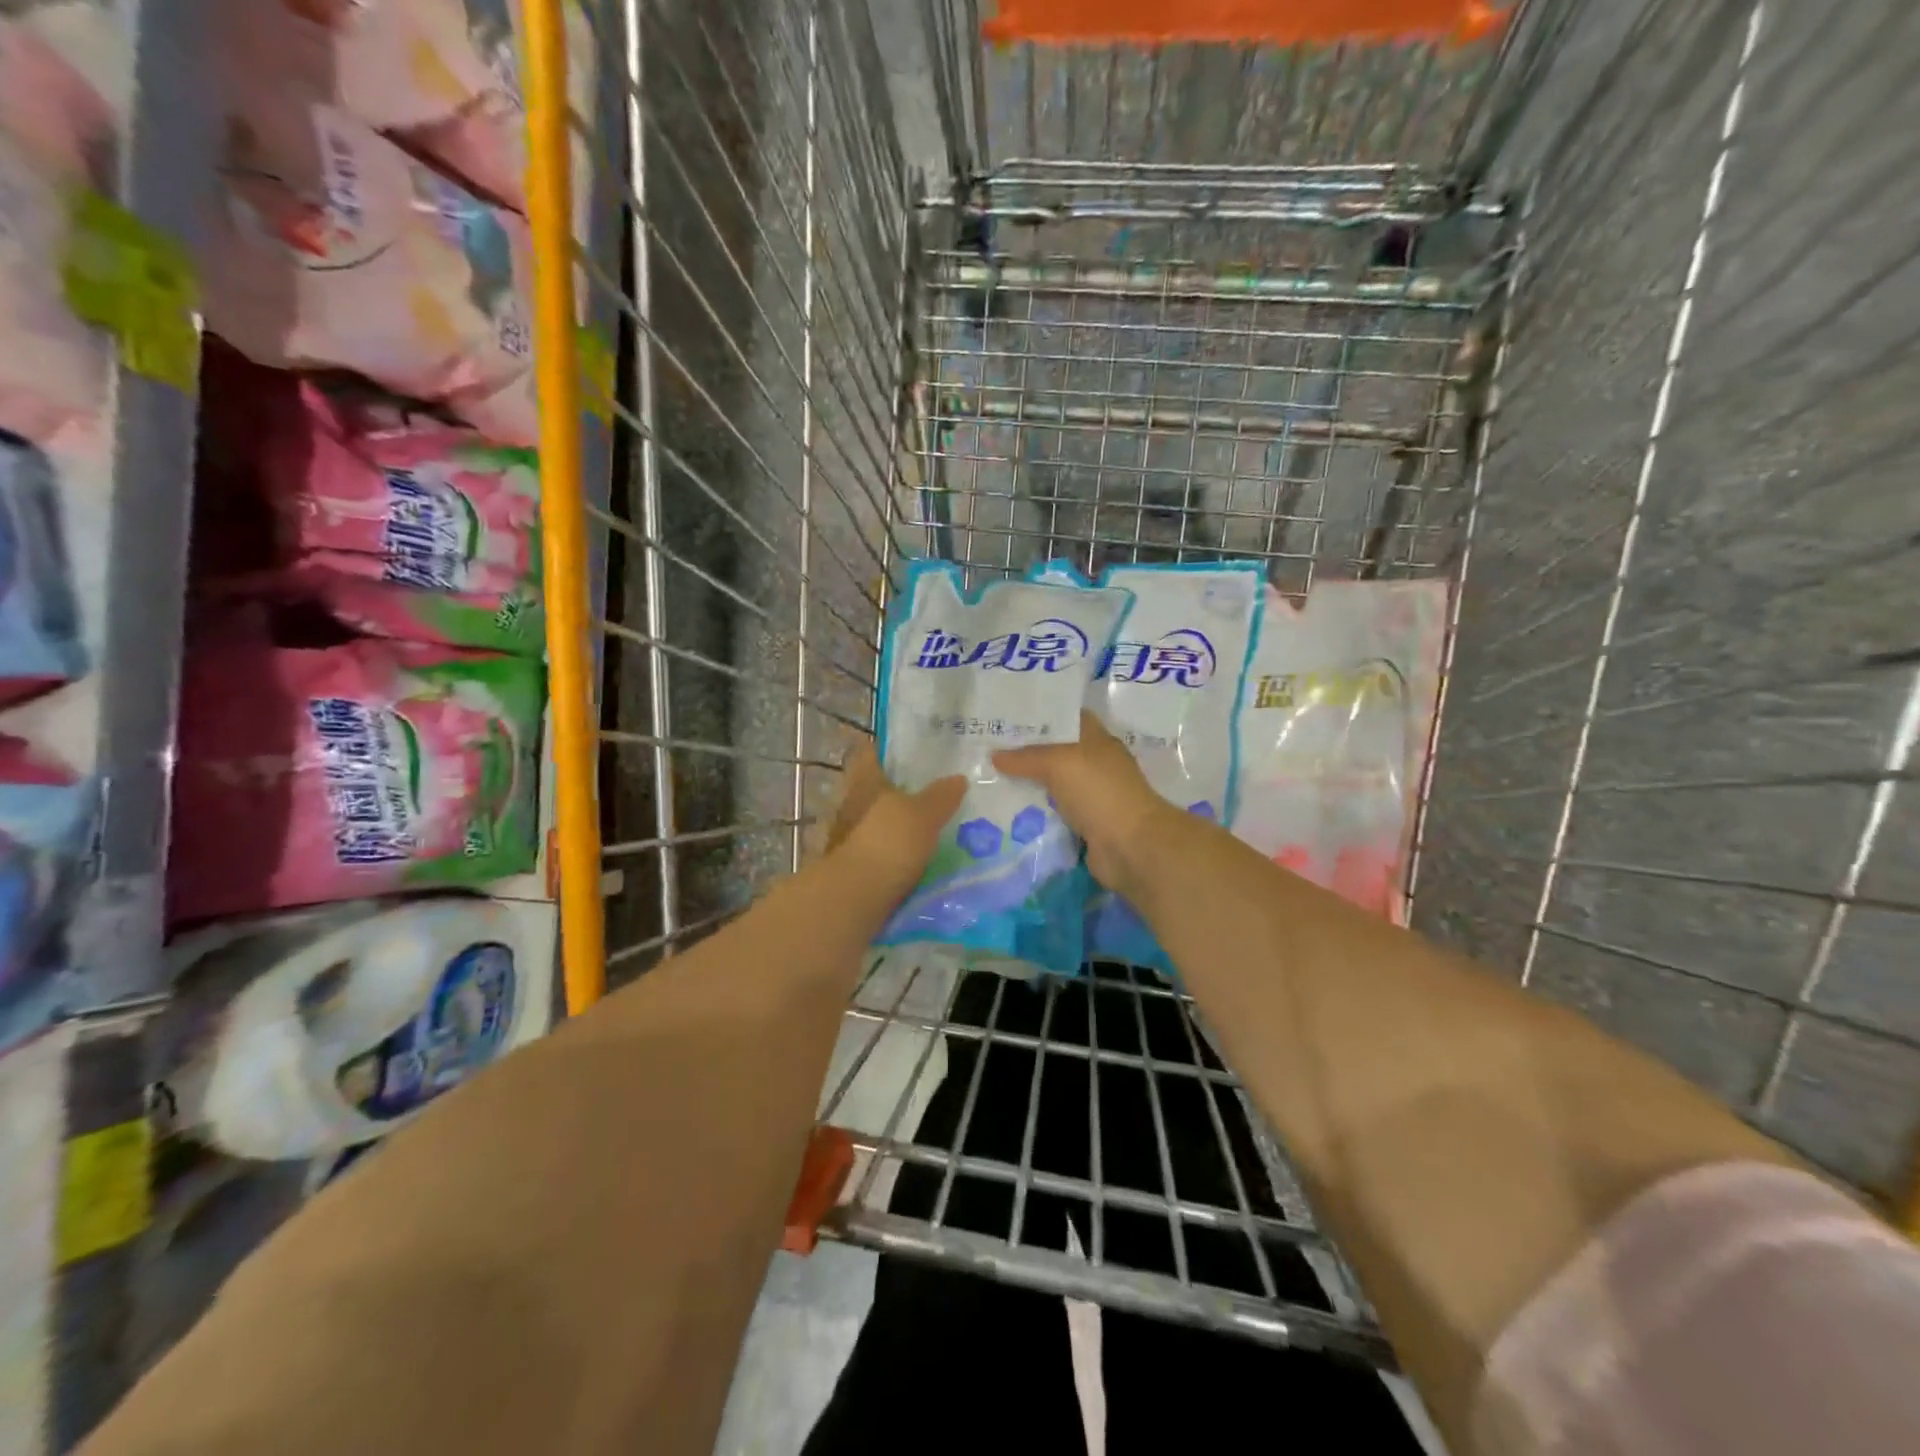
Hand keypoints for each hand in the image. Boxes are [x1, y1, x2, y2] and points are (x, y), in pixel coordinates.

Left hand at [826, 743, 965, 892]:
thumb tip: (958, 778)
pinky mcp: (853, 867)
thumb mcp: (924, 815)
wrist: (855, 899)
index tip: (913, 752)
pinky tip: (918, 859)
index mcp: (864, 782)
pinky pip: (878, 851)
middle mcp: (851, 804)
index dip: (888, 749)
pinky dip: (894, 853)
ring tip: (932, 828)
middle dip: (899, 791)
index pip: (870, 753)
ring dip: (897, 825)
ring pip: (876, 822)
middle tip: (934, 792)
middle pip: (874, 789)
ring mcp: (848, 837)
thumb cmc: (887, 843)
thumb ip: (941, 796)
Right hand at [994, 712, 1173, 895]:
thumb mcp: (1059, 763)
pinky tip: (1006, 812)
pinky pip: (1054, 814)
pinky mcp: (1085, 825)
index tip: (1006, 717)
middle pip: (1056, 753)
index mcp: (1097, 740)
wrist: (1130, 846)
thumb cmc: (1099, 791)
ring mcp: (1091, 796)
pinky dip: (1035, 814)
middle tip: (988, 751)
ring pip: (1052, 785)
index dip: (1039, 716)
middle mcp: (1095, 765)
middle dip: (1025, 753)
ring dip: (1028, 786)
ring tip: (990, 780)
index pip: (1066, 718)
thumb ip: (1026, 758)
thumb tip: (995, 756)